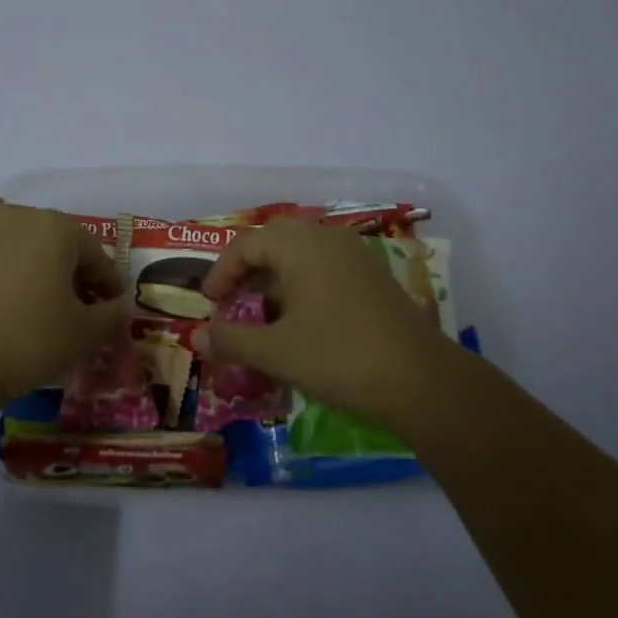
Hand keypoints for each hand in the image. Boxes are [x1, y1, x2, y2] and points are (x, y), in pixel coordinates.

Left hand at [0, 201, 129, 399]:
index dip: (109, 286)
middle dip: (76, 277)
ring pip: (29, 252)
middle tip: (83, 313)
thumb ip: (111, 315)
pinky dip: (15, 280)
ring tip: (48, 314)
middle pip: (61, 247)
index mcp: (56, 226)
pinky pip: (1, 261)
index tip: (114, 312)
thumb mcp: (84, 332)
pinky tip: (16, 311)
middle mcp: (20, 217)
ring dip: (44, 276)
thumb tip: (118, 306)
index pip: (95, 255)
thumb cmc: (29, 338)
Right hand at [199, 216, 456, 424]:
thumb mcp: (275, 352)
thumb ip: (231, 340)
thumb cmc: (338, 356)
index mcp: (299, 246)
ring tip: (265, 310)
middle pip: (275, 237)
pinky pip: (327, 264)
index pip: (246, 244)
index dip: (222, 272)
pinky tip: (303, 317)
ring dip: (277, 273)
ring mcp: (355, 255)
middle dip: (249, 264)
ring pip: (303, 250)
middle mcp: (326, 238)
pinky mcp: (374, 276)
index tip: (210, 303)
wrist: (420, 379)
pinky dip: (304, 280)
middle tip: (235, 296)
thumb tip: (197, 338)